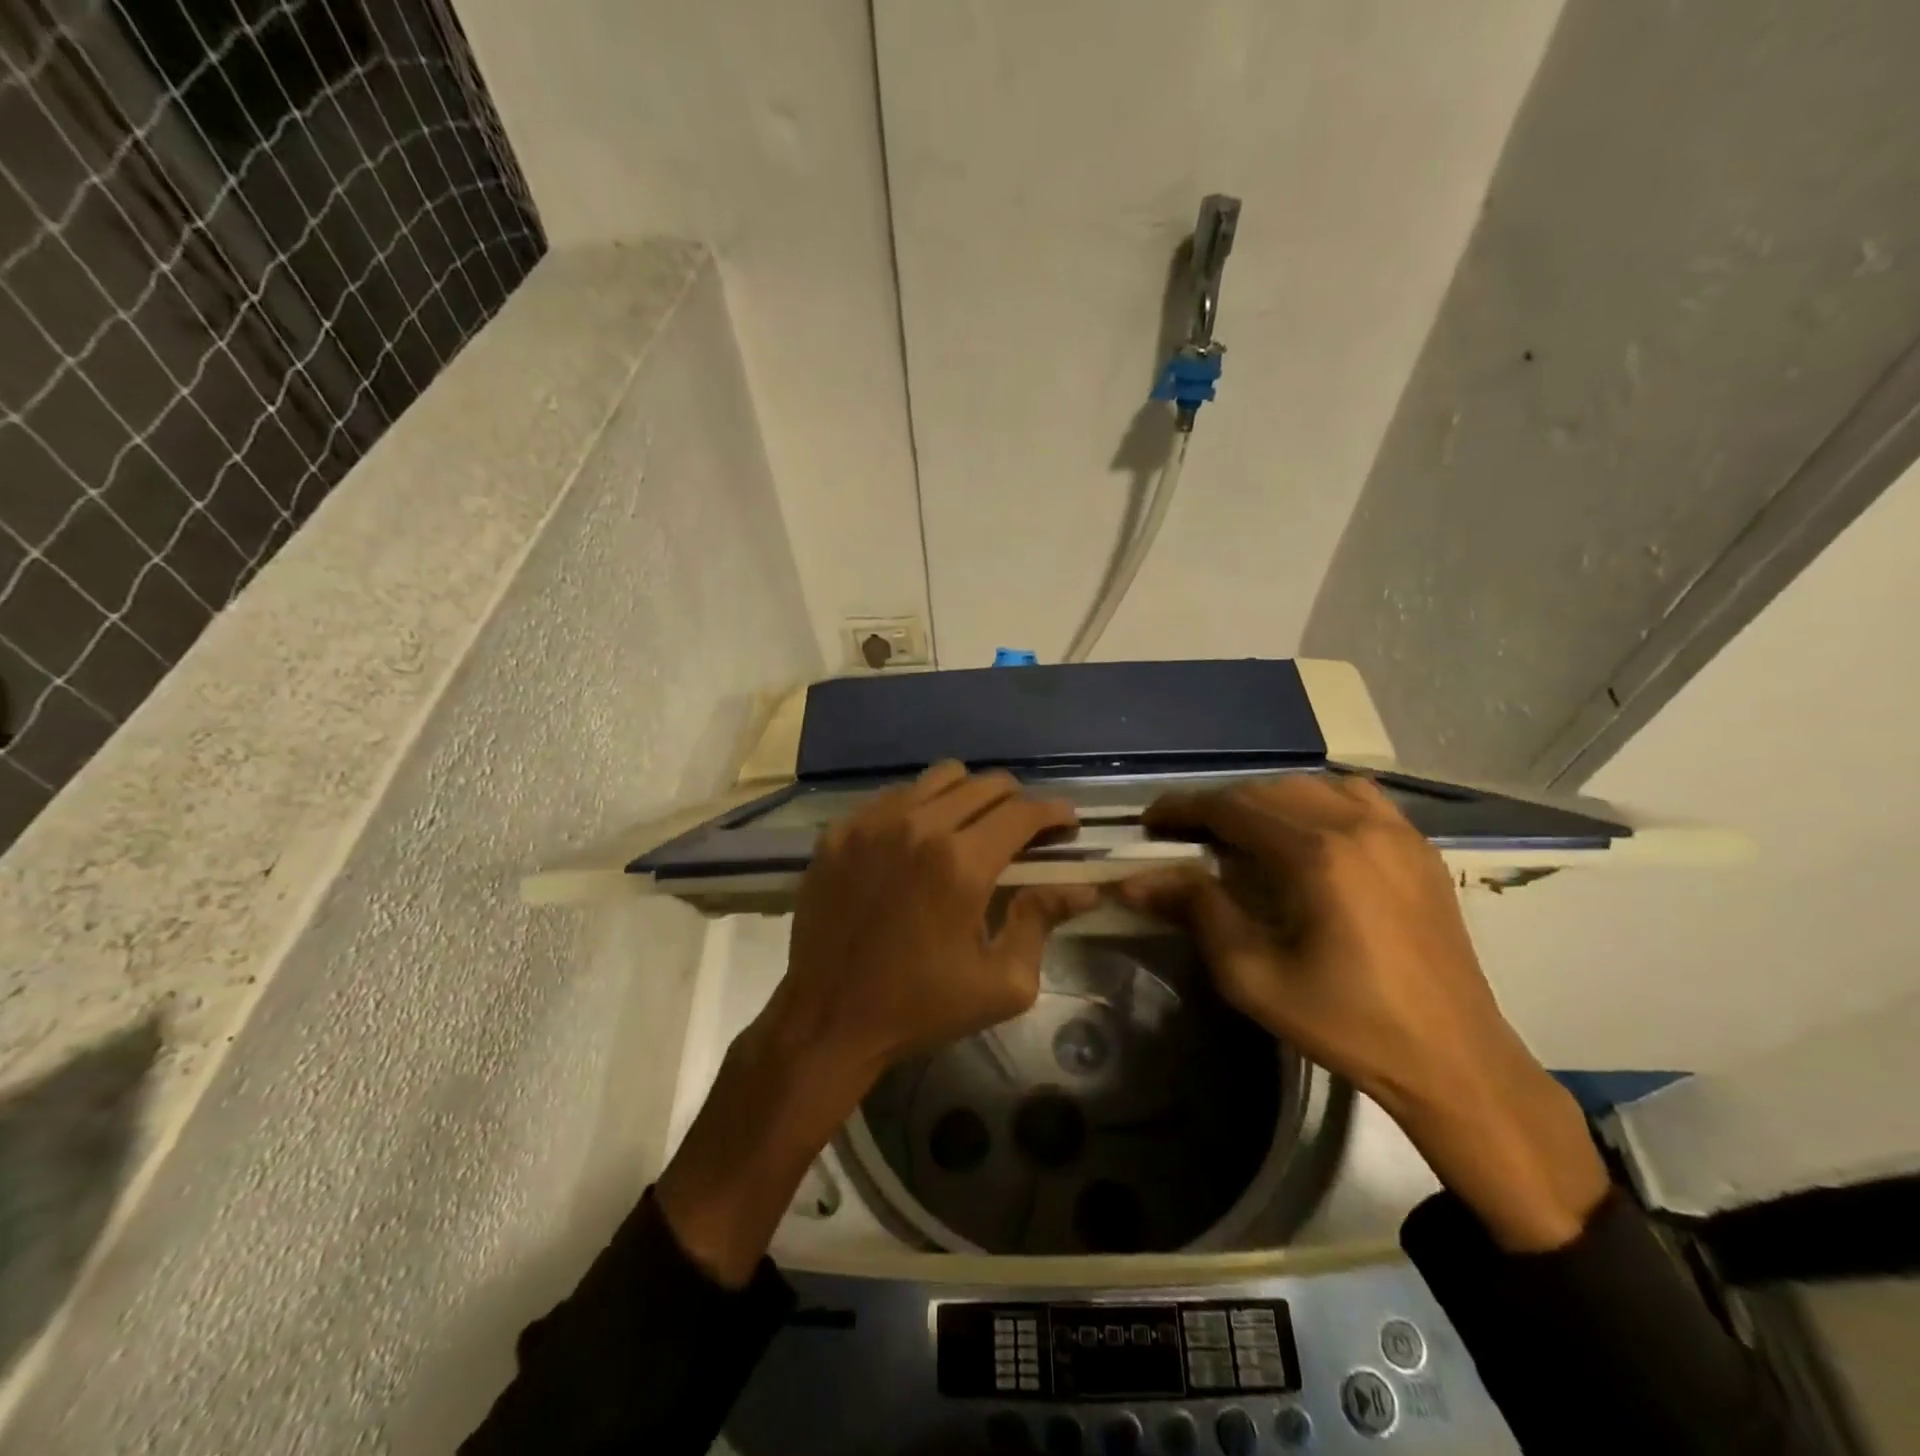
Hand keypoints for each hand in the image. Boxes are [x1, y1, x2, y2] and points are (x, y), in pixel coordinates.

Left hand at [765, 760, 1099, 1078]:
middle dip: (1016, 801)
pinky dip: (919, 807)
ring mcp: (871, 823)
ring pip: (938, 778)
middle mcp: (917, 826)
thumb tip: (1082, 888)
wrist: (828, 1019)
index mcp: (961, 863)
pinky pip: (893, 796)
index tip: (1066, 823)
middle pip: (985, 784)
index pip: (1022, 811)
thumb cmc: (921, 1006)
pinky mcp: (839, 831)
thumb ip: (1043, 921)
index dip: (1054, 812)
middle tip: (1022, 831)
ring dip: (968, 796)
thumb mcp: (1002, 983)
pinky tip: (918, 841)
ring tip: (971, 828)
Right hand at [1116, 773, 1607, 1251]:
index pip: (1231, 807)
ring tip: (1238, 832)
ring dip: (1263, 800)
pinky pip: (1354, 797)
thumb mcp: (1252, 975)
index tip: (1150, 823)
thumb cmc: (1345, 1022)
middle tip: (1184, 835)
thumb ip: (1196, 911)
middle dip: (1218, 806)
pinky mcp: (1418, 846)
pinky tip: (1302, 831)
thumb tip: (1135, 880)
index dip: (1183, 808)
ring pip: (1310, 785)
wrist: (1453, 1059)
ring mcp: (1396, 830)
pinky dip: (1313, 801)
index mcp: (1317, 854)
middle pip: (1267, 790)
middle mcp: (1358, 824)